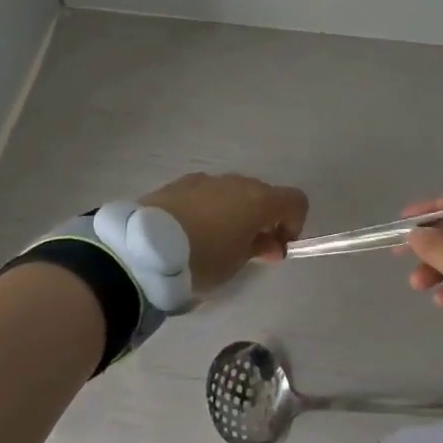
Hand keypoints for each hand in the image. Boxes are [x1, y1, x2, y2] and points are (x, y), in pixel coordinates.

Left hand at [140, 173, 308, 295]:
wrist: (146, 246)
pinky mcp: (181, 182)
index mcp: (258, 200)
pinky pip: (208, 193)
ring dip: (236, 212)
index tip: (277, 247)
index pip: (296, 201)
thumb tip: (270, 243)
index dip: (294, 223)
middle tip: (249, 249)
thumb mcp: (236, 263)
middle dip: (263, 219)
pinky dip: (211, 208)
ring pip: (234, 192)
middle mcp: (237, 182)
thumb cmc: (202, 258)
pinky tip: (192, 230)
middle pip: (264, 195)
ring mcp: (208, 179)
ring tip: (215, 241)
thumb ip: (259, 248)